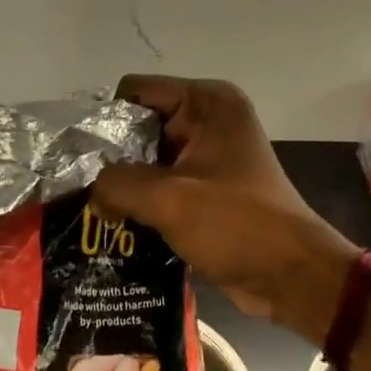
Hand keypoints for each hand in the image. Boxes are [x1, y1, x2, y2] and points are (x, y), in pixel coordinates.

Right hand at [92, 76, 358, 342]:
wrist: (293, 278)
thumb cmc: (237, 225)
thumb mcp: (168, 198)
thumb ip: (116, 184)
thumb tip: (92, 193)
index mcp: (207, 102)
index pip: (135, 92)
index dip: (105, 120)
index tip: (80, 157)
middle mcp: (208, 119)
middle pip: (139, 125)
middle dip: (111, 156)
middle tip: (78, 187)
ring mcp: (208, 155)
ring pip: (147, 159)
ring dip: (124, 184)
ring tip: (91, 208)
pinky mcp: (206, 188)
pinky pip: (161, 184)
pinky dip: (142, 201)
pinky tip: (116, 223)